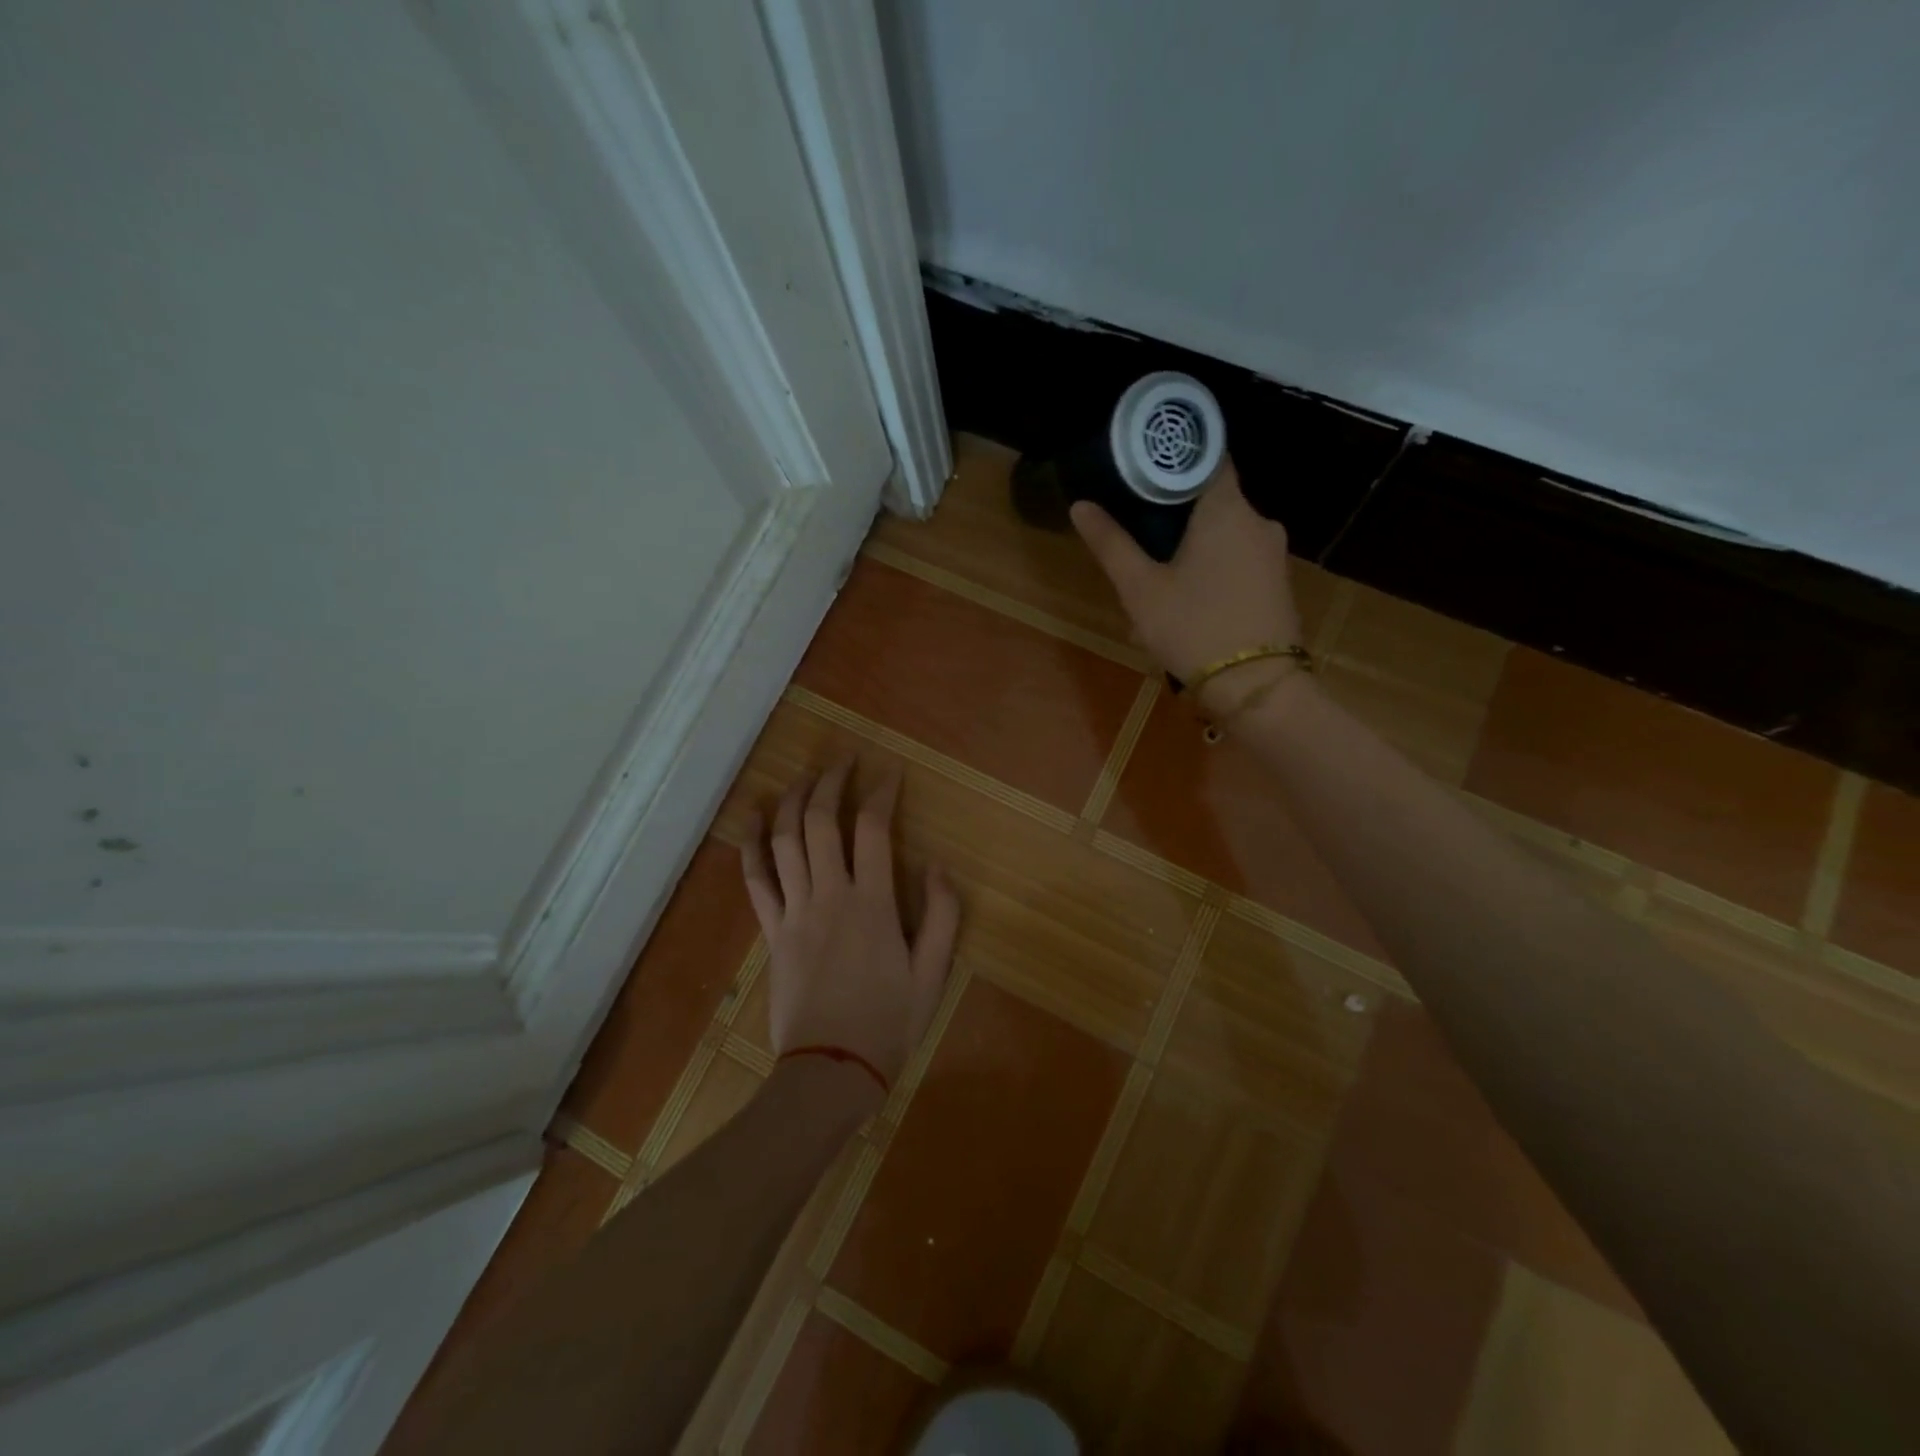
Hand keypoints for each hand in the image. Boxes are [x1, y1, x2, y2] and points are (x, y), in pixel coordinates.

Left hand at [741, 758, 959, 1091]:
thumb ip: (943, 916)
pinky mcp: (772, 932)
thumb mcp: (933, 974)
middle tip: (844, 761)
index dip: (882, 793)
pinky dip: (751, 845)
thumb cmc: (888, 1023)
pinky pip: (756, 880)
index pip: (874, 830)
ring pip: (786, 841)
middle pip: (823, 822)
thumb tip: (937, 865)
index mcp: (873, 904)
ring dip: (794, 802)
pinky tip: (752, 819)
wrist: (830, 1072)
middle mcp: (830, 896)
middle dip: (832, 783)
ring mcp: (794, 912)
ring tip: (805, 777)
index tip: (890, 773)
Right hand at [1070, 457, 1302, 715]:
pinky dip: (1210, 572)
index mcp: (1226, 509)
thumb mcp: (1140, 589)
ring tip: (1154, 585)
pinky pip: (1236, 563)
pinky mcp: (1276, 584)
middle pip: (1210, 501)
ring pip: (1222, 537)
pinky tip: (1185, 606)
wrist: (1257, 689)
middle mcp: (1257, 521)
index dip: (1175, 458)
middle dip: (1173, 518)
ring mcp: (1272, 554)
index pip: (1207, 456)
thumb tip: (1081, 506)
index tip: (1144, 468)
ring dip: (1189, 552)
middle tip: (1137, 540)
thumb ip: (1111, 544)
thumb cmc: (1194, 628)